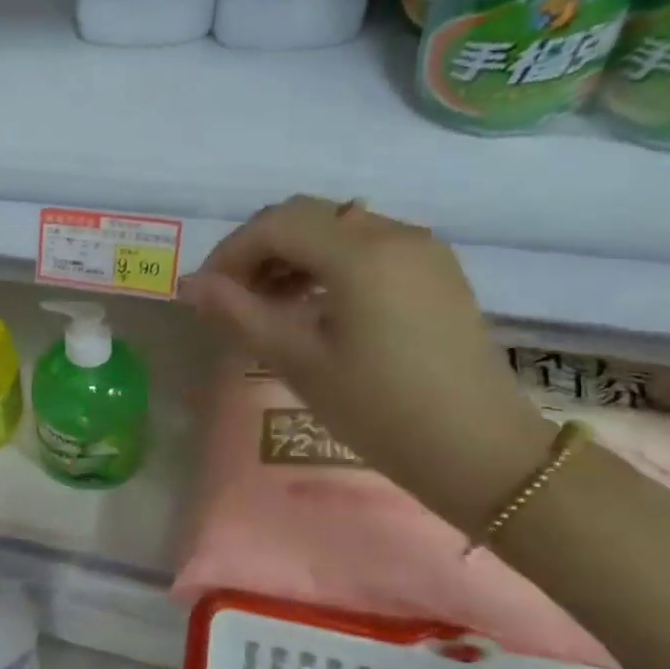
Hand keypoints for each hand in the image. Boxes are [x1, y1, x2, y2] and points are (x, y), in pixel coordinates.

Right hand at [180, 196, 553, 533]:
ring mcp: (421, 250)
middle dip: (259, 249)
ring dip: (292, 255)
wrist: (479, 452)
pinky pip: (367, 246)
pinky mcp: (435, 271)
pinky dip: (327, 263)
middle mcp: (394, 234)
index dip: (231, 252)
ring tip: (268, 305)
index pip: (276, 225)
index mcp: (361, 254)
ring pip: (336, 228)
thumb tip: (190, 285)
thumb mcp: (298, 361)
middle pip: (305, 216)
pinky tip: (314, 306)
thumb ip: (239, 313)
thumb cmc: (379, 409)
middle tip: (233, 297)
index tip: (207, 293)